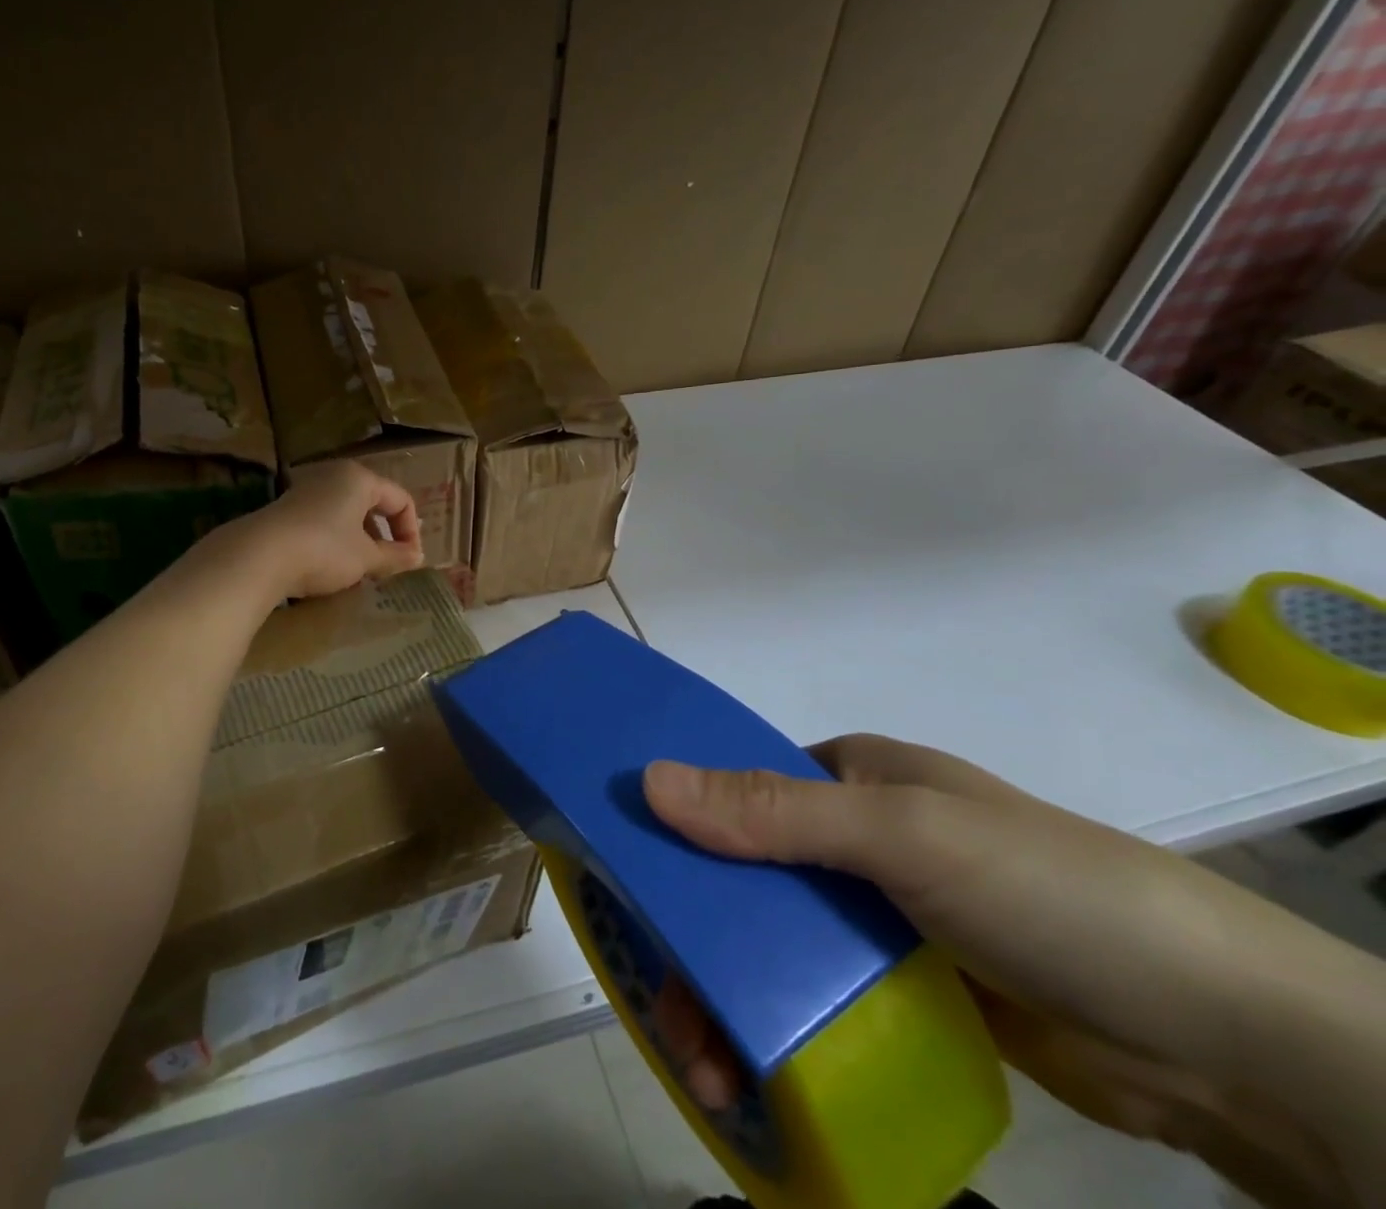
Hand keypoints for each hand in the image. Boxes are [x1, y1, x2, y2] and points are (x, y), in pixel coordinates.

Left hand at [229, 461, 423, 599]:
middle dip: (385, 537)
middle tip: (387, 566)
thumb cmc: (324, 550)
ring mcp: (308, 491)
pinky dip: (337, 541)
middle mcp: (334, 476)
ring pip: (348, 514)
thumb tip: (417, 557)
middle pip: (373, 504)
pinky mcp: (288, 509)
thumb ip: (395, 556)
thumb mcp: (366, 558)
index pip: (401, 499)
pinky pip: (325, 521)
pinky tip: (330, 567)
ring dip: (361, 541)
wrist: (259, 557)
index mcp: (360, 479)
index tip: (410, 561)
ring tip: (360, 570)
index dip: (411, 532)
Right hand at [641, 736, 1376, 1208]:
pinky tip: (749, 1074)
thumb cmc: (1044, 891)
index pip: (737, 786)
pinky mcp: (908, 986)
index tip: (625, 880)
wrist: (1226, 1039)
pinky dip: (778, 1027)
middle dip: (697, 935)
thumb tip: (649, 779)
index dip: (678, 824)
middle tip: (664, 1002)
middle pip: (746, 874)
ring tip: (704, 1064)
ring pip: (776, 942)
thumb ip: (774, 812)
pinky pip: (818, 995)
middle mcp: (856, 837)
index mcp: (849, 777)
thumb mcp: (901, 834)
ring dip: (731, 995)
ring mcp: (882, 915)